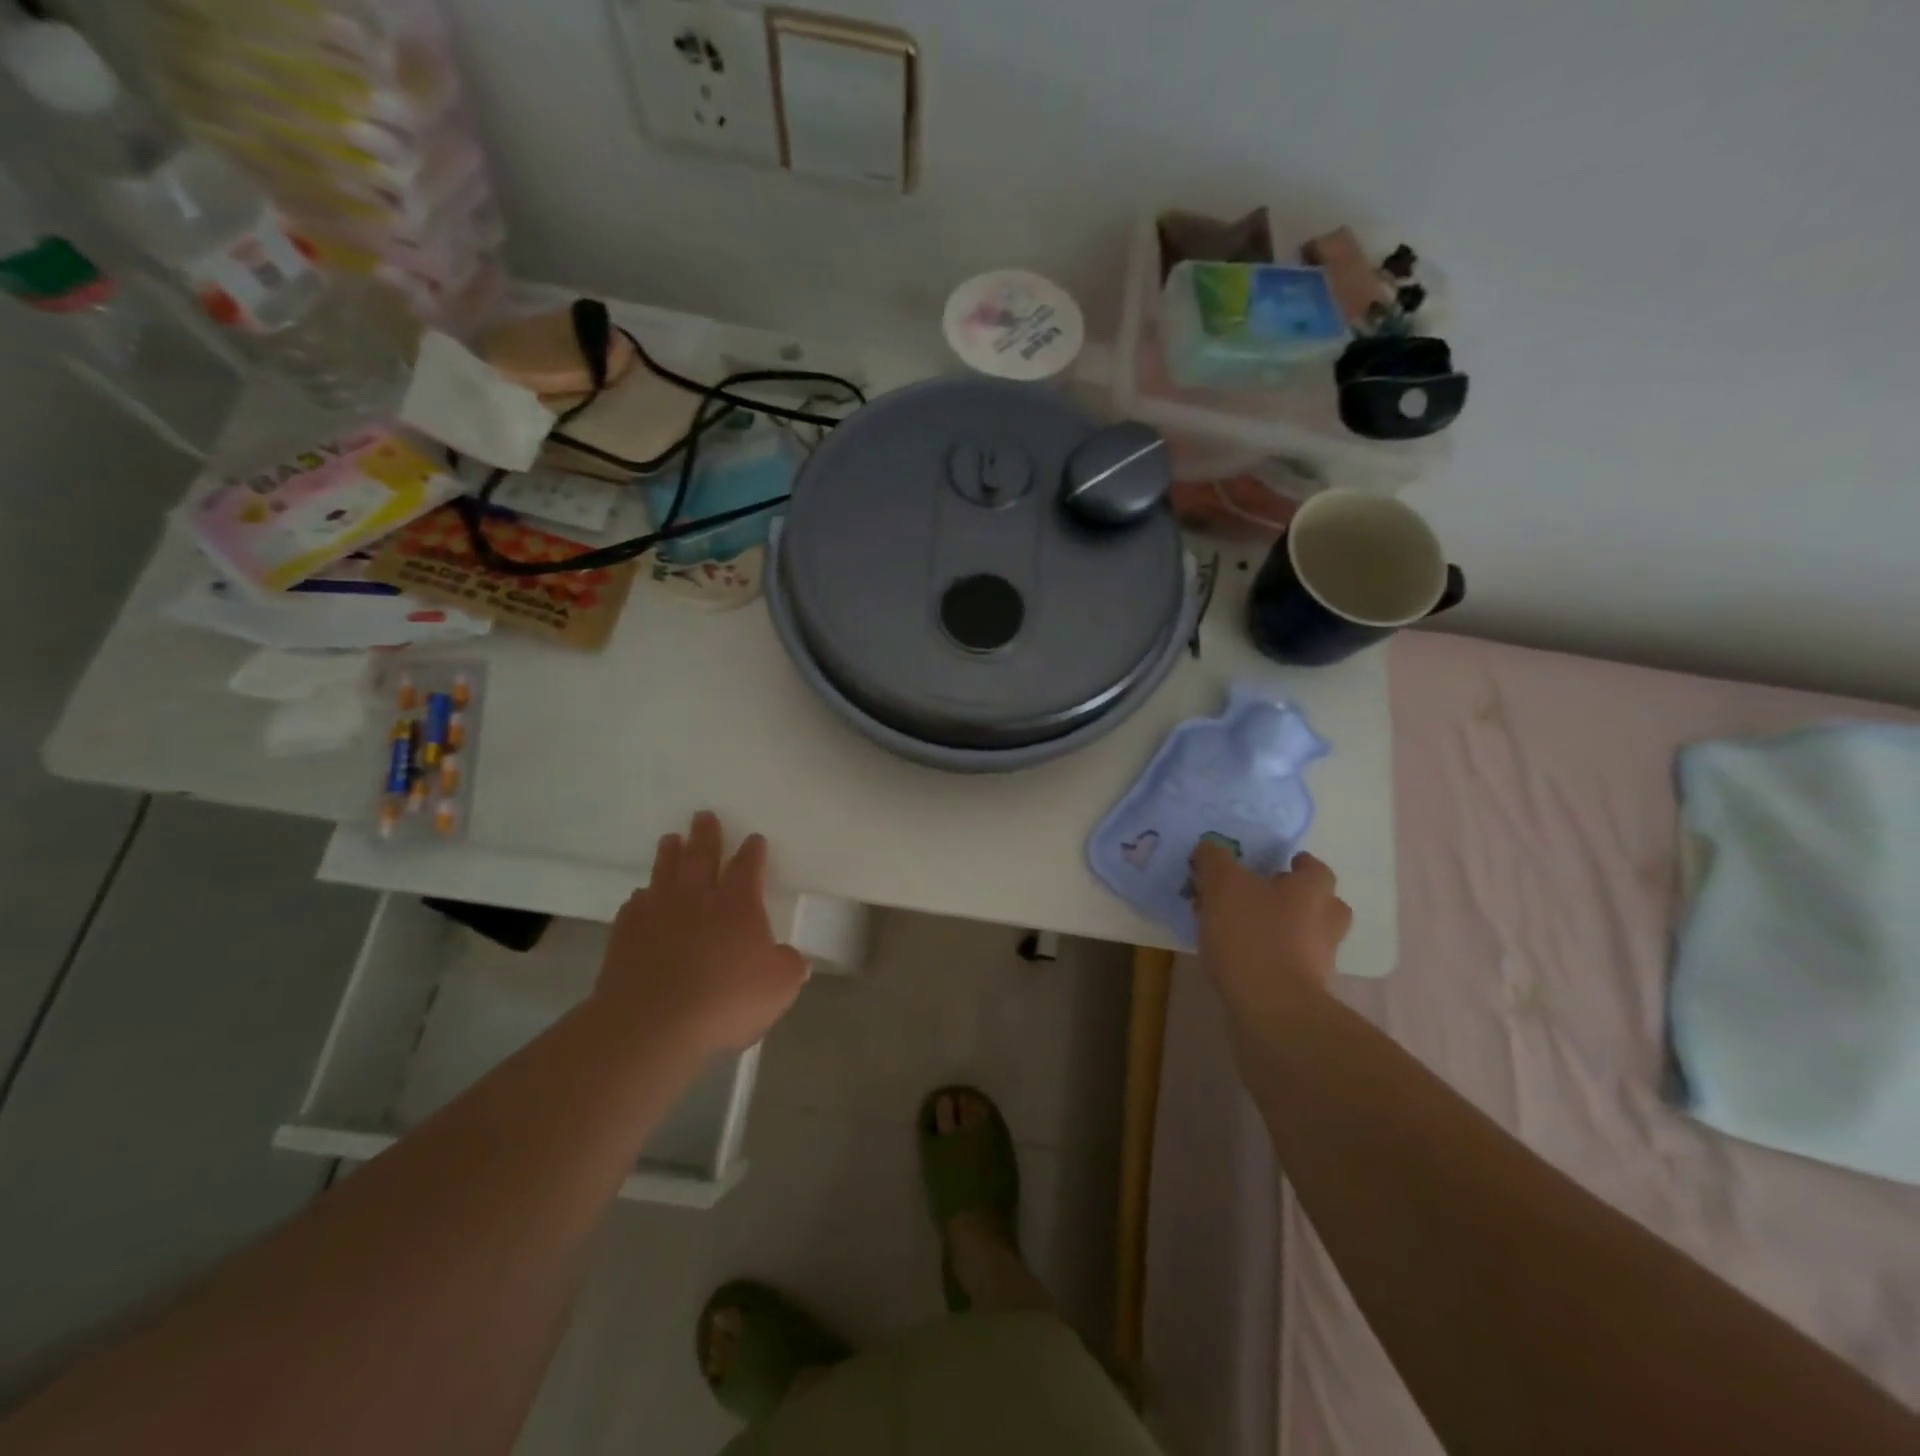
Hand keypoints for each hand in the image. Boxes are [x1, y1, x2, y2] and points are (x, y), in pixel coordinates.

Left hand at [597, 812, 807, 1054]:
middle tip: (704, 815)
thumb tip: (792, 957)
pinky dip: (643, 896)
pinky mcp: (626, 934)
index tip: (754, 839)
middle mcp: (697, 898)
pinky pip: (636, 904)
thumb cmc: (726, 1001)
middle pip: (702, 855)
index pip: (748, 866)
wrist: (651, 1025)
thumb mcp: (779, 987)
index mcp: (738, 904)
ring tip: (672, 839)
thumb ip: (790, 966)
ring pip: (665, 871)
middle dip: (707, 835)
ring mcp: (657, 913)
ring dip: (670, 853)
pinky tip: (642, 896)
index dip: (753, 851)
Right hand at [1192, 844, 1351, 1028]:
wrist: (1272, 1009)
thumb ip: (1215, 860)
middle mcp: (1326, 921)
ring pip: (1306, 934)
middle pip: (1318, 902)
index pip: (1314, 867)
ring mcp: (1321, 959)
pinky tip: (1241, 958)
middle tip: (1259, 897)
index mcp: (1313, 890)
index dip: (1294, 863)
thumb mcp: (1222, 885)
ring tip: (1242, 929)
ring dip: (1282, 929)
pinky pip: (1291, 963)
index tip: (1271, 865)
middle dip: (1292, 898)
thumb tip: (1210, 847)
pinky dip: (1272, 958)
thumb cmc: (1252, 935)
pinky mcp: (1307, 989)